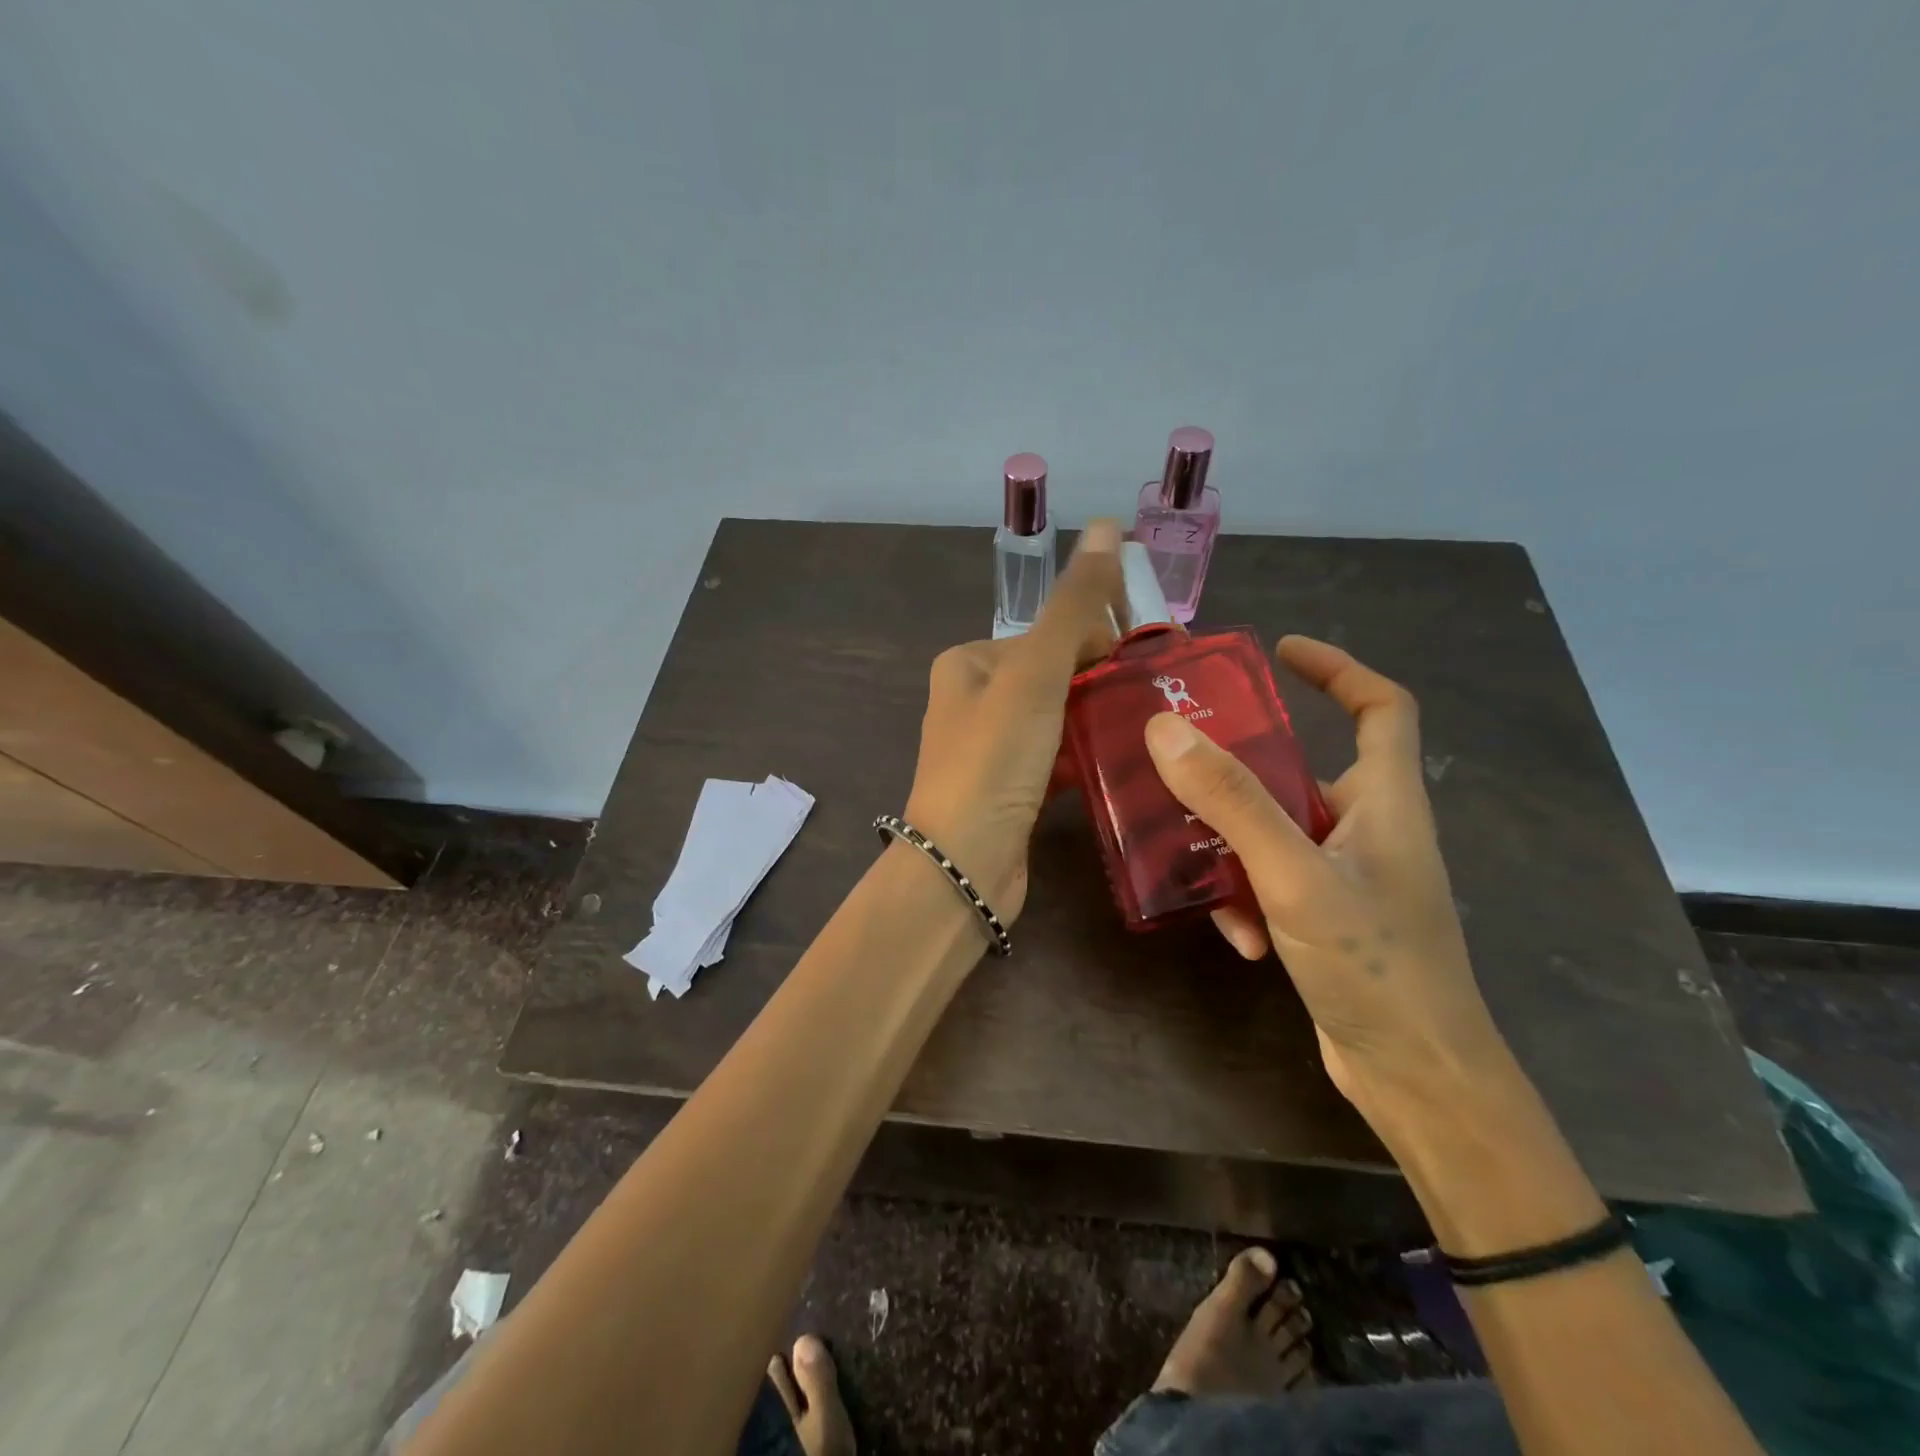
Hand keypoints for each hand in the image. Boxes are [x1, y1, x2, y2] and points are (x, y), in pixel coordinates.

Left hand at [904, 520, 1123, 921]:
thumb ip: (1074, 605)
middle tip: (1162, 695)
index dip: (1101, 641)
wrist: (964, 865)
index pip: (1048, 634)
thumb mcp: (1036, 674)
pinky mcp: (1009, 790)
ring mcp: (990, 748)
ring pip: (1058, 718)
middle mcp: (973, 699)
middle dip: (1104, 681)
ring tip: (1156, 725)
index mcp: (969, 663)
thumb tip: (1107, 525)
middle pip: (1055, 675)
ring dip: (1100, 718)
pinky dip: (1086, 755)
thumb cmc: (995, 760)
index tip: (1154, 658)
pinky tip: (1125, 759)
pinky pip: (1056, 758)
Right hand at [1143, 636, 1508, 1141]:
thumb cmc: (1376, 966)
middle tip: (1184, 759)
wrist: (1418, 1078)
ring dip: (1233, 847)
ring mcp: (1347, 877)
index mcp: (1386, 801)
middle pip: (1304, 770)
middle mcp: (1370, 829)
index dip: (1338, 668)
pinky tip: (1235, 937)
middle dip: (1244, 768)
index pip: (1382, 707)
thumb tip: (1167, 728)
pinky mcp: (1325, 918)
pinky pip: (1271, 882)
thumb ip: (1233, 802)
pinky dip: (1247, 898)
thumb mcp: (1295, 877)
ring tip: (1195, 865)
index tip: (1280, 653)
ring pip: (1274, 831)